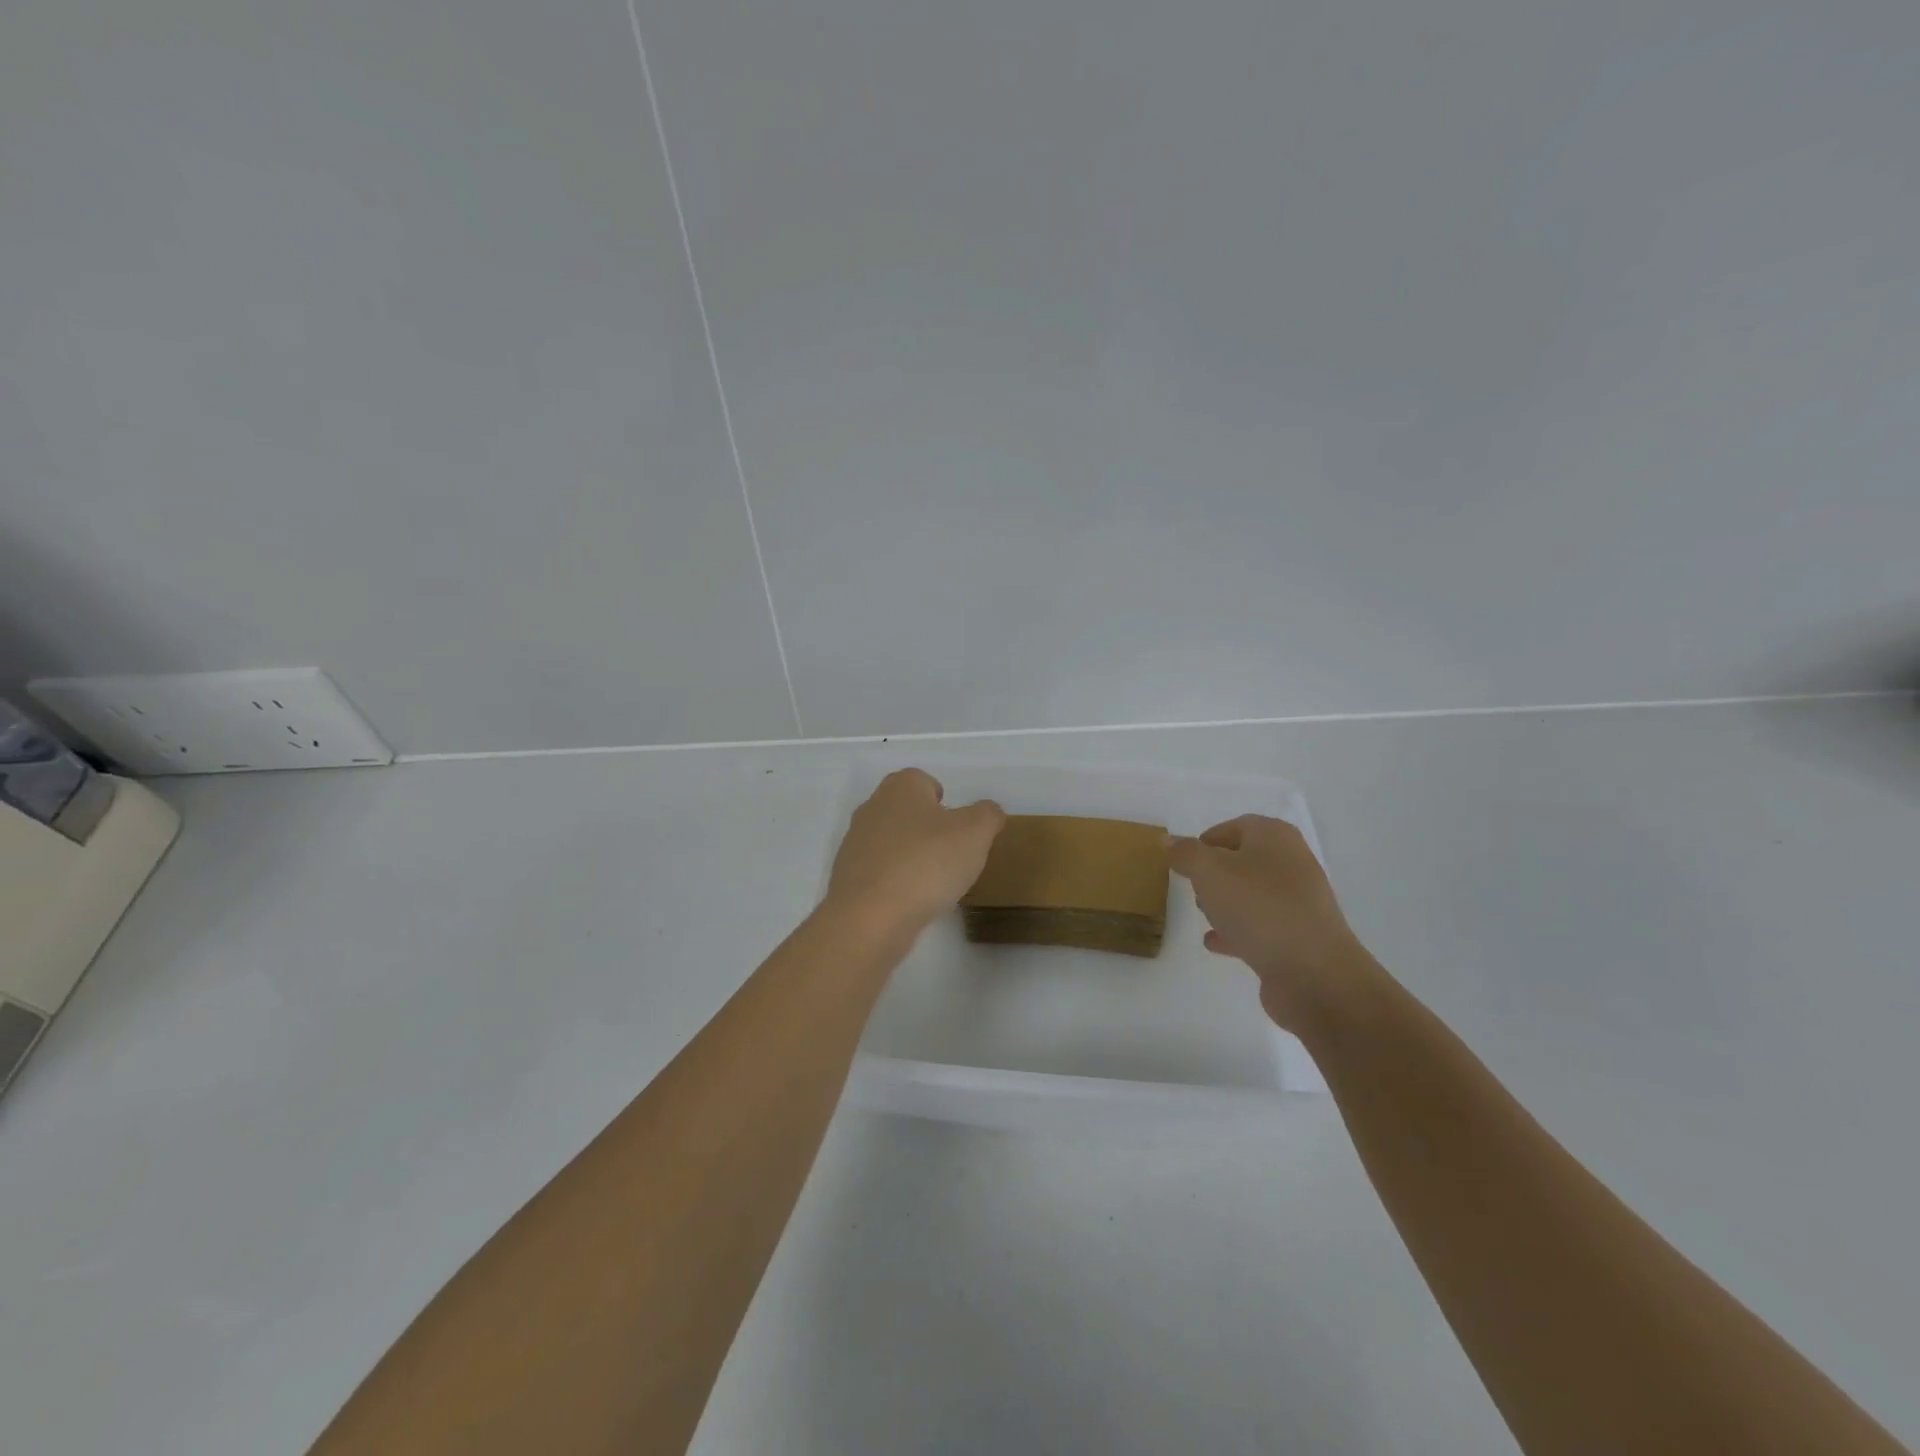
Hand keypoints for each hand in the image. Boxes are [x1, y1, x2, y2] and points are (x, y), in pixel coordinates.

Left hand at [824, 769, 1005, 941]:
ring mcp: (855, 844)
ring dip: (912, 857)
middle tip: (952, 854)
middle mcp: (872, 808)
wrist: (870, 917)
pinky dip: (896, 883)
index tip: (959, 826)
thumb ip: (988, 815)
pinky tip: (912, 902)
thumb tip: (989, 811)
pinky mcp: (849, 878)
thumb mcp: (975, 833)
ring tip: (935, 883)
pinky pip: (880, 873)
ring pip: (892, 842)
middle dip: (928, 829)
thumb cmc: (926, 863)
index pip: (923, 781)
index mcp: (901, 788)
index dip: (944, 800)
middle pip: (906, 811)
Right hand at [1168, 815, 1372, 1032]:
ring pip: (1253, 894)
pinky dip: (1237, 930)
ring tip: (1201, 914)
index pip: (1236, 826)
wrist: (1313, 974)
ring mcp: (1299, 903)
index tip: (1183, 860)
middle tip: (1193, 887)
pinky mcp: (1299, 937)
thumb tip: (1169, 841)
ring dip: (1226, 901)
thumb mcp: (1209, 872)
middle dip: (1216, 871)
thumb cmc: (1258, 908)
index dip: (1207, 840)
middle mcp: (1292, 864)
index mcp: (1275, 838)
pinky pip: (1261, 926)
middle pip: (1246, 859)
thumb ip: (1185, 853)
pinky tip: (1214, 942)